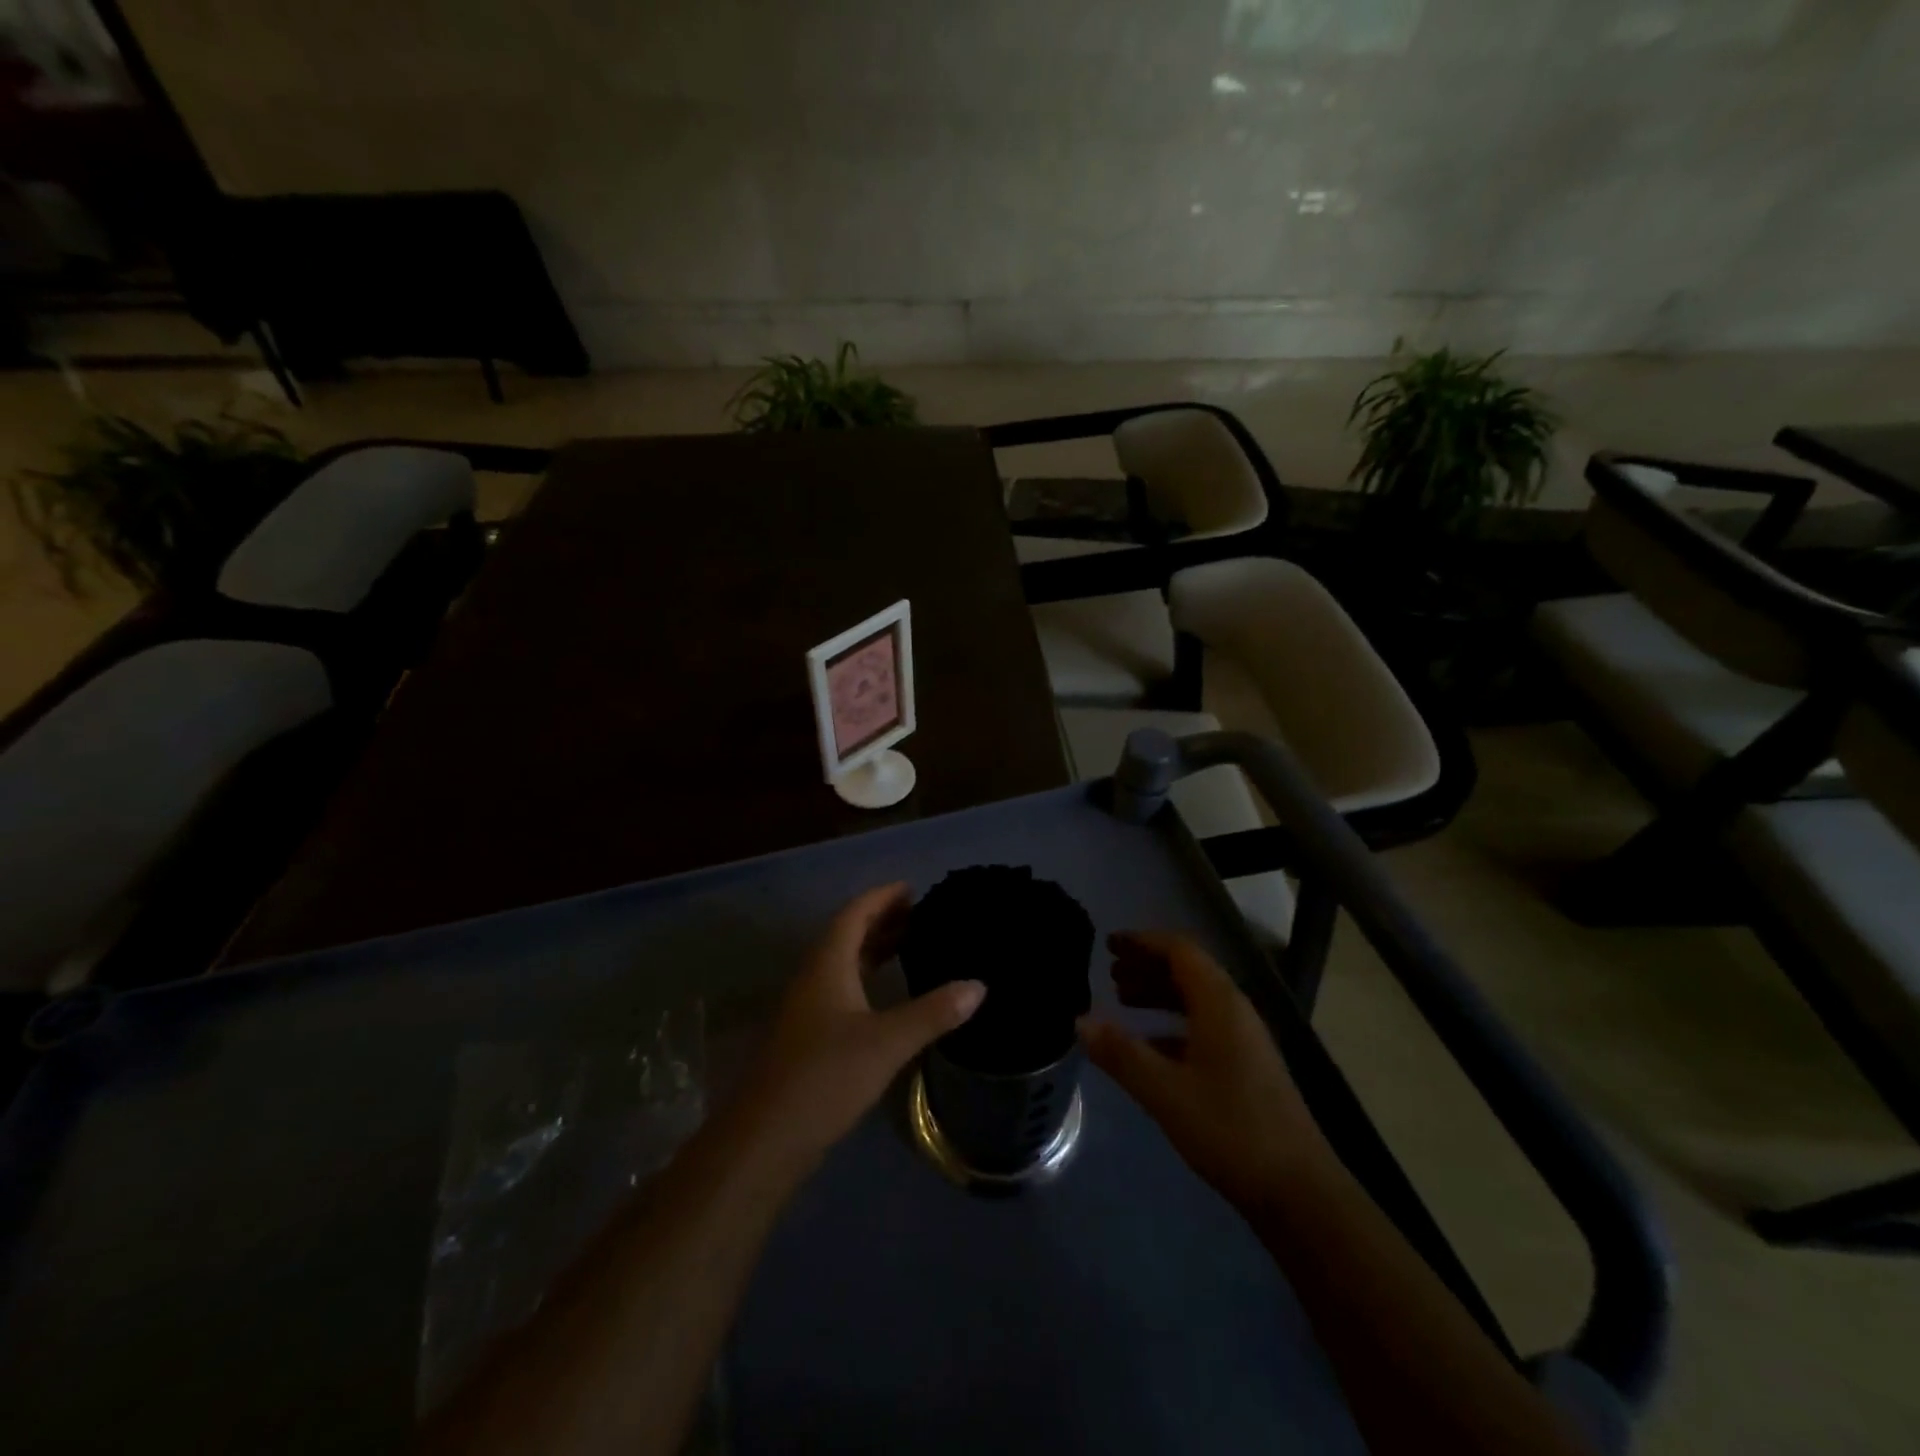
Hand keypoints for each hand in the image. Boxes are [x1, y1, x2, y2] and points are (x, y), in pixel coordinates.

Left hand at [732, 883, 984, 1170]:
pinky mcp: (808, 1035)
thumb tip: (979, 986)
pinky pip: (840, 987)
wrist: (767, 1137)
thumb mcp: (887, 1042)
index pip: (854, 914)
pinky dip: (866, 977)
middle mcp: (813, 977)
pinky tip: (887, 996)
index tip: (912, 888)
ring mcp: (807, 1007)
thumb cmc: (826, 1076)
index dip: (881, 897)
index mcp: (827, 965)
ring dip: (873, 949)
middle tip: (920, 915)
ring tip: (910, 945)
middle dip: (881, 920)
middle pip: (847, 934)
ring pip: (843, 963)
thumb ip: (933, 1012)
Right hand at [1078, 931, 1330, 1210]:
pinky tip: (1150, 1047)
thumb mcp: (1166, 1092)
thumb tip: (1080, 1020)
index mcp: (1220, 1004)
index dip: (1143, 942)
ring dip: (1160, 995)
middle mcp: (1235, 1012)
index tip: (1109, 944)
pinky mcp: (1248, 1069)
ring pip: (1196, 1001)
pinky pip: (1204, 1028)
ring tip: (1122, 1002)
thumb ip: (1121, 1053)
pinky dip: (1172, 1026)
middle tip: (1110, 973)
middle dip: (1148, 966)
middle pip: (1189, 972)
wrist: (1300, 1193)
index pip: (1180, 951)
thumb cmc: (1231, 1130)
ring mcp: (1245, 1042)